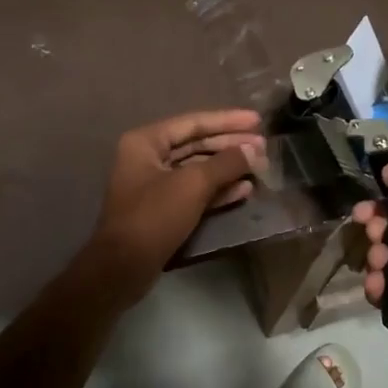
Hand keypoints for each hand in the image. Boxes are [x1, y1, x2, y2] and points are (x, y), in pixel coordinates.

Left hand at [86, 109, 265, 304]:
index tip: (257, 120)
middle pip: (196, 144)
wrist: (124, 267)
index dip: (227, 121)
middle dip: (230, 145)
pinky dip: (218, 189)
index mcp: (146, 142)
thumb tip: (253, 150)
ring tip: (259, 166)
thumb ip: (225, 163)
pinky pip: (194, 192)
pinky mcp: (163, 210)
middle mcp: (148, 158)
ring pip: (197, 169)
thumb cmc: (154, 216)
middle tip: (263, 146)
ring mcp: (154, 185)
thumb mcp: (193, 184)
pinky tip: (244, 189)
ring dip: (228, 168)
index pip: (193, 123)